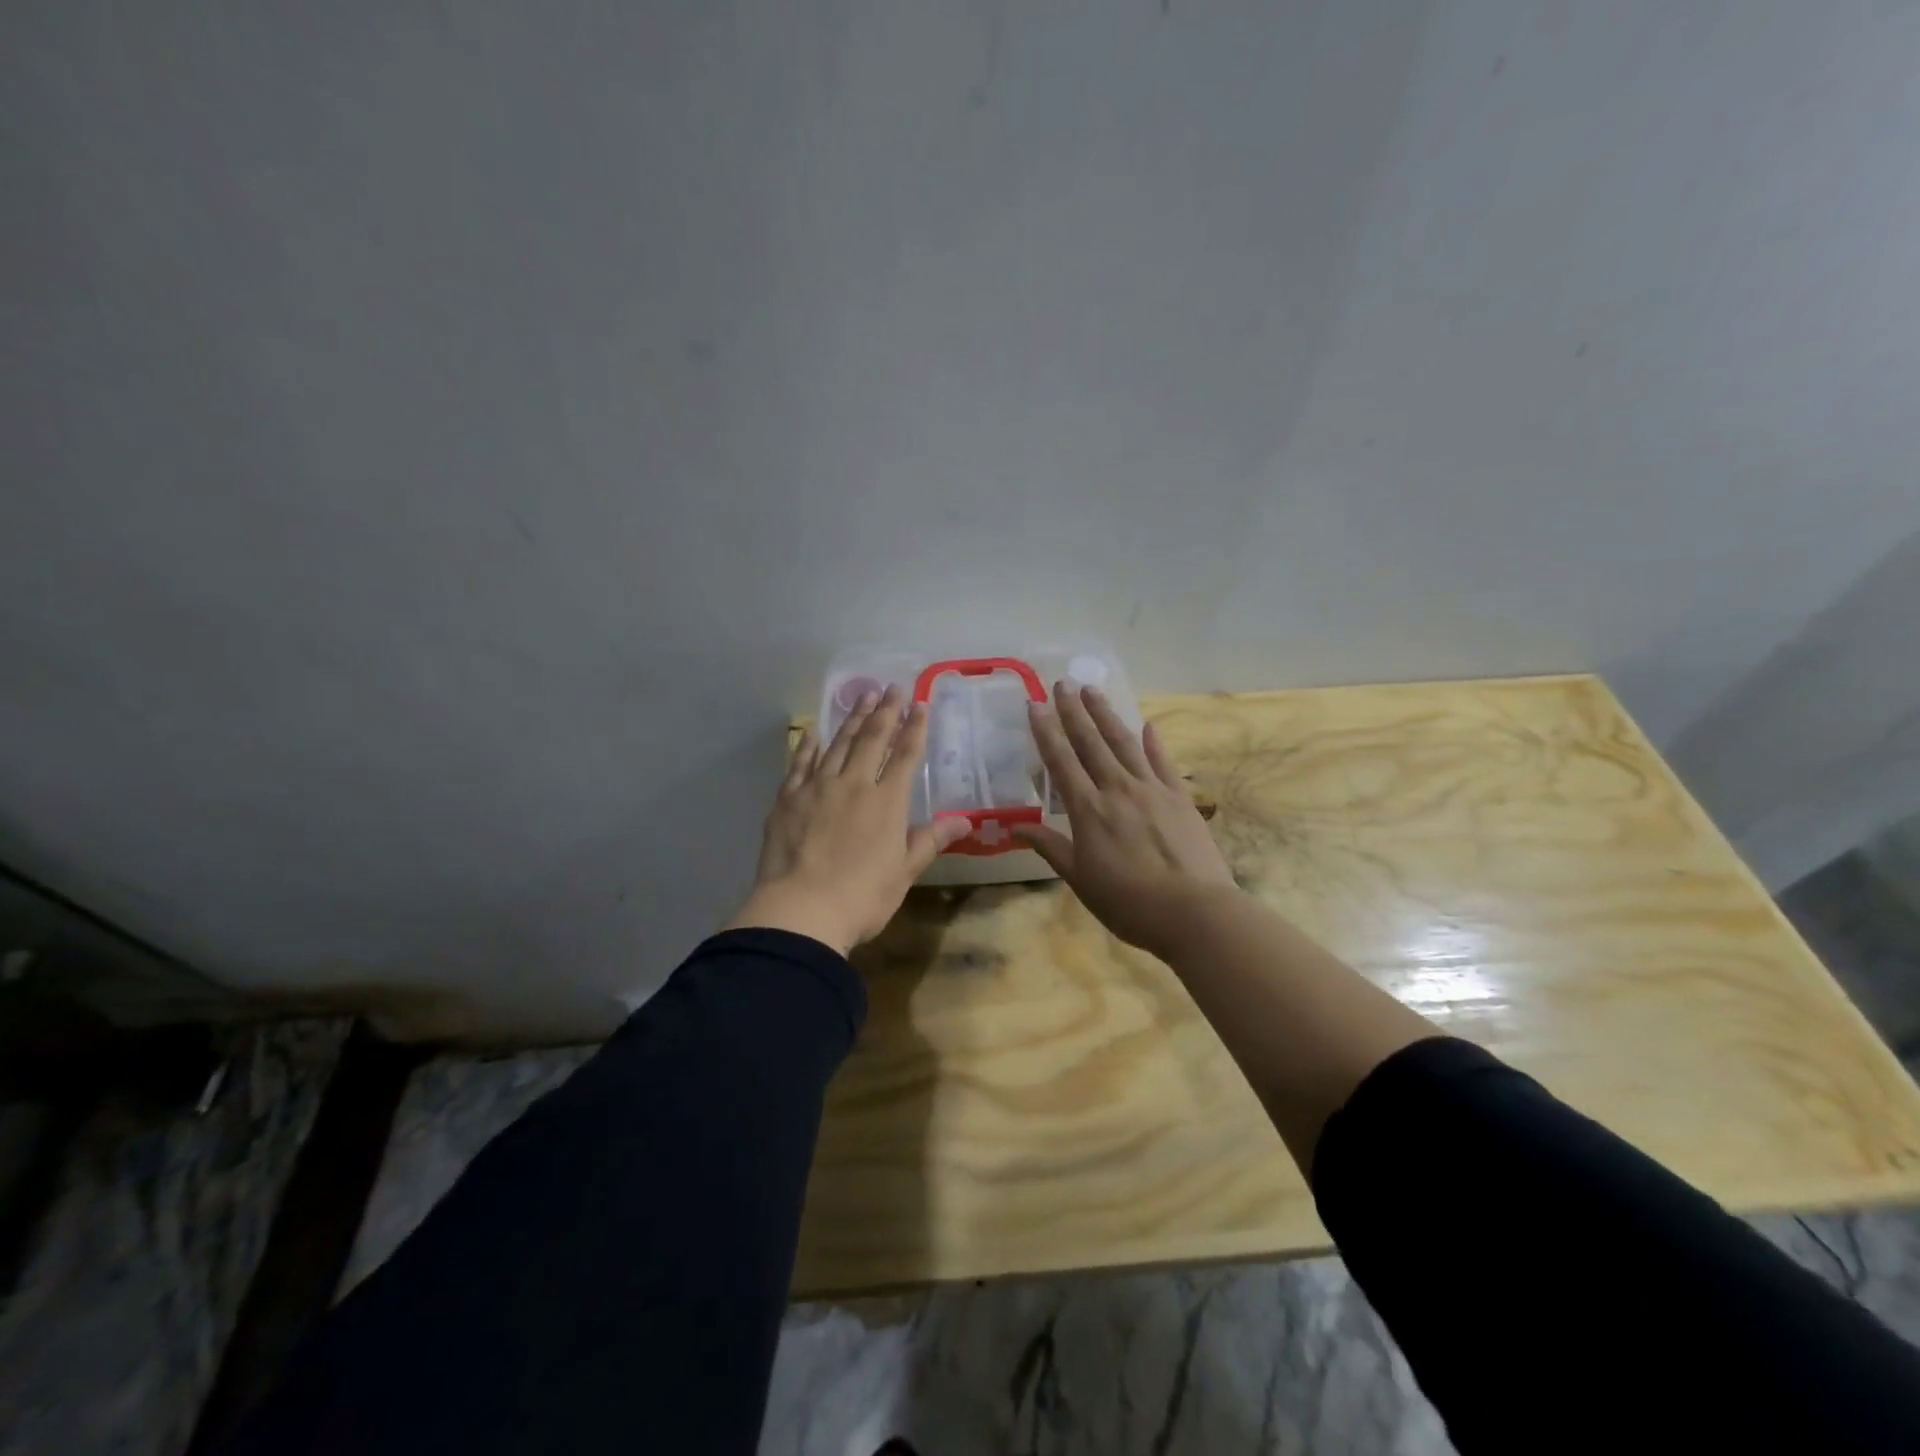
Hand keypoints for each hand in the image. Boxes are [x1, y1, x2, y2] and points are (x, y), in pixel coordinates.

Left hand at [726, 685, 970, 956]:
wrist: (801, 911)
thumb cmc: (862, 898)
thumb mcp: (904, 872)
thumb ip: (930, 840)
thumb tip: (965, 820)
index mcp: (887, 803)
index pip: (906, 756)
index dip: (914, 728)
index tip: (920, 704)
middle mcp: (854, 785)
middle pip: (872, 740)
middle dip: (885, 712)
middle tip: (892, 687)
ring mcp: (818, 788)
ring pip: (838, 744)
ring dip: (852, 718)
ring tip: (863, 696)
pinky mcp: (788, 799)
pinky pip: (801, 763)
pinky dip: (809, 745)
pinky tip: (814, 732)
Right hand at [1015, 682, 1237, 958]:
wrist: (1194, 912)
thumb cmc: (1128, 903)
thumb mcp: (1080, 879)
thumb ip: (1050, 847)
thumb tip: (1016, 826)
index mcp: (1088, 810)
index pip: (1061, 761)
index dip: (1046, 731)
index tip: (1035, 704)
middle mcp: (1117, 789)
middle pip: (1091, 742)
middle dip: (1074, 711)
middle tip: (1062, 683)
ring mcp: (1152, 789)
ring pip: (1124, 743)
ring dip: (1106, 715)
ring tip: (1092, 690)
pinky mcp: (1180, 797)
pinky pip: (1163, 762)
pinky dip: (1153, 742)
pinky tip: (1146, 725)